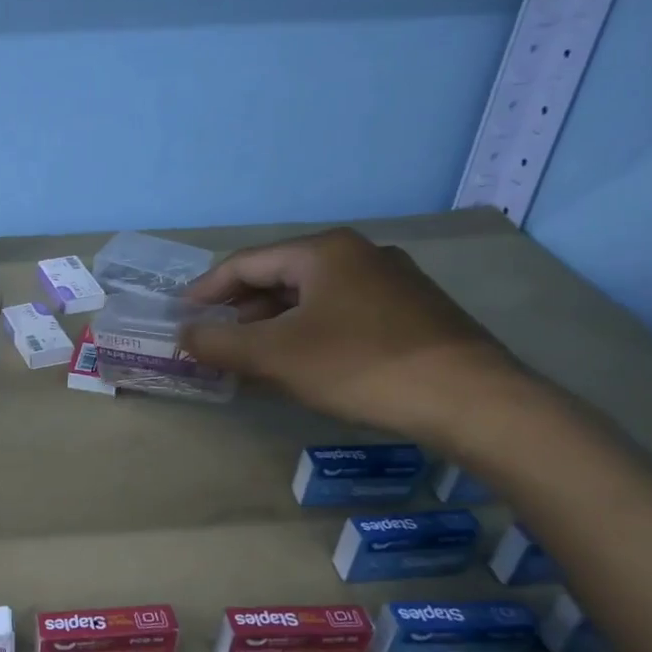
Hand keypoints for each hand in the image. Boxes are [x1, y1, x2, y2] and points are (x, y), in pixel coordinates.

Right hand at [179, 228, 524, 442]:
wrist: (471, 400)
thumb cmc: (359, 365)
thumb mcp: (275, 356)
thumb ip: (219, 342)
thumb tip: (183, 335)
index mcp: (323, 251)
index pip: (245, 263)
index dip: (205, 291)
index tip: (180, 318)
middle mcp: (358, 254)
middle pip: (278, 278)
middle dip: (239, 311)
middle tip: (212, 341)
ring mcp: (391, 282)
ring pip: (311, 298)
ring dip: (272, 325)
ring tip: (249, 357)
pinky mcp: (411, 312)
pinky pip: (341, 314)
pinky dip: (308, 333)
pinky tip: (301, 365)